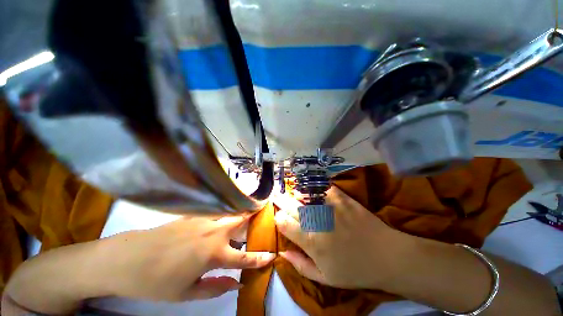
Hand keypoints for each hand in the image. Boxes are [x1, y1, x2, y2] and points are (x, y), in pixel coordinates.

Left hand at [96, 215, 275, 301]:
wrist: (125, 259)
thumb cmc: (156, 282)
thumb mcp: (186, 294)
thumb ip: (215, 288)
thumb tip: (237, 285)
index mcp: (214, 254)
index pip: (245, 258)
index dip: (260, 258)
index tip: (272, 255)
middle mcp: (214, 232)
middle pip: (241, 220)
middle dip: (254, 217)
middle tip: (262, 216)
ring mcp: (203, 220)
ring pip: (229, 212)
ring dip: (240, 213)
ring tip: (246, 214)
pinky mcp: (192, 215)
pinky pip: (214, 211)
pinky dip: (223, 213)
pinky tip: (221, 216)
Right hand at [274, 187, 406, 288]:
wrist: (386, 256)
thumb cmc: (354, 271)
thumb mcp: (325, 278)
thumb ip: (300, 265)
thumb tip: (282, 252)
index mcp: (311, 241)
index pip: (284, 223)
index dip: (278, 218)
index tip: (277, 216)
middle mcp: (317, 220)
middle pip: (291, 206)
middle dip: (281, 200)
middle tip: (276, 196)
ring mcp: (330, 206)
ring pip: (304, 195)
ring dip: (294, 194)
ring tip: (290, 193)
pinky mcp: (342, 198)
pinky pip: (323, 188)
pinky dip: (314, 188)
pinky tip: (310, 188)